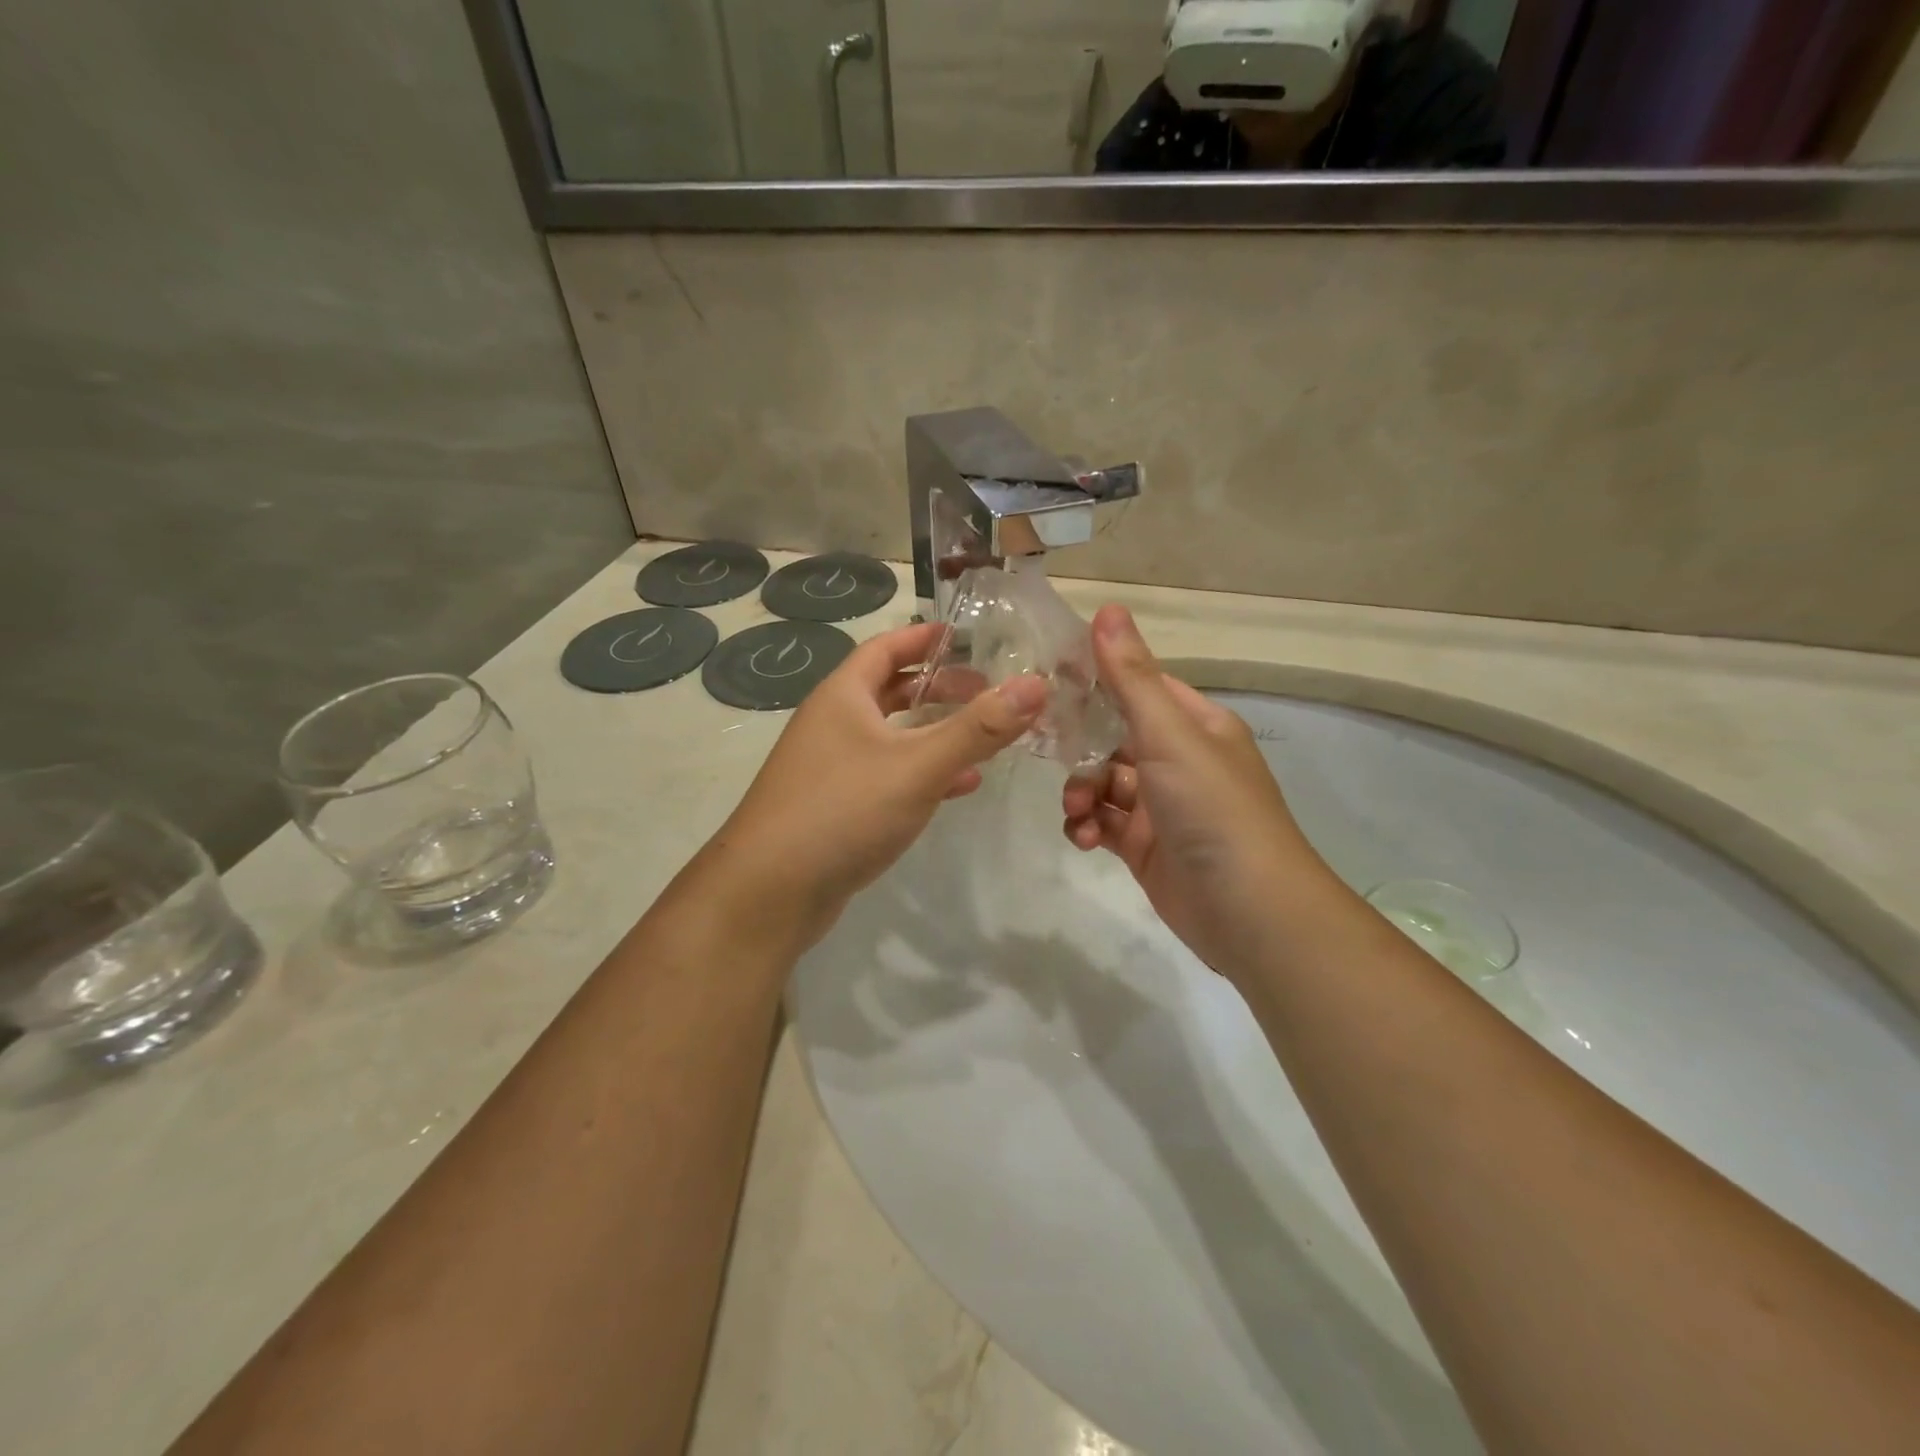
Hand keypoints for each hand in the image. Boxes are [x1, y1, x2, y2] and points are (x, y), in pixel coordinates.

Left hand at [708, 622, 1046, 947]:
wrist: (769, 891)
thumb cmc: (842, 810)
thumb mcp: (918, 765)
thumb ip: (978, 728)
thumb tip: (1036, 685)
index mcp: (843, 695)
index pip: (887, 647)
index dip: (926, 638)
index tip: (967, 635)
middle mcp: (833, 723)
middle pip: (892, 690)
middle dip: (940, 687)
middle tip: (987, 690)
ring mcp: (831, 766)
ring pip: (892, 736)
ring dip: (935, 732)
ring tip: (985, 736)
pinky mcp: (836, 805)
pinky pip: (888, 775)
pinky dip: (922, 773)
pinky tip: (958, 786)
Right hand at [1061, 606, 1325, 978]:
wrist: (1251, 912)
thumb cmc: (1213, 810)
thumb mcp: (1170, 736)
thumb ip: (1131, 677)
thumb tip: (1107, 607)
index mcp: (1194, 725)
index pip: (1138, 686)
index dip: (1095, 680)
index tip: (1046, 680)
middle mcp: (1179, 760)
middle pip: (1112, 737)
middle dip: (1080, 748)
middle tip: (1047, 752)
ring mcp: (1162, 806)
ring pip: (1103, 783)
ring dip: (1081, 793)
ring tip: (1077, 813)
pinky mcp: (1146, 848)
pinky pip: (1105, 824)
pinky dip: (1088, 827)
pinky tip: (1084, 838)